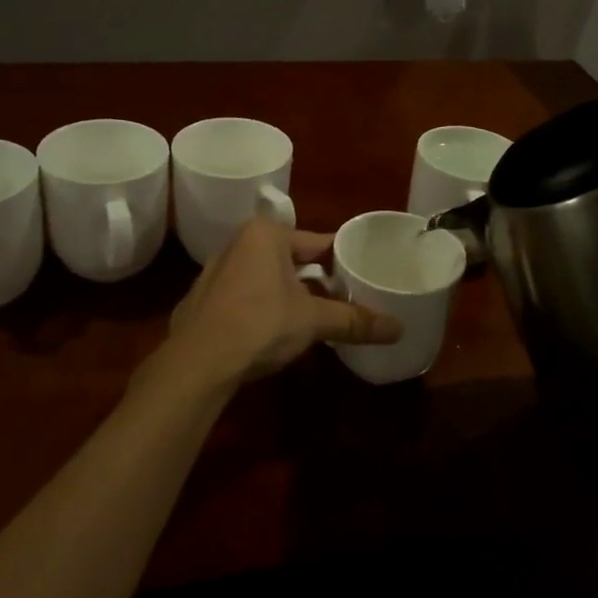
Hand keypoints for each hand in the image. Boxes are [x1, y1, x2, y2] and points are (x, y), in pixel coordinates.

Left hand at [164, 216, 401, 386]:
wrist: (198, 363)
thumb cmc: (260, 323)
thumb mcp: (313, 320)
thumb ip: (354, 320)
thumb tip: (399, 329)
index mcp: (265, 235)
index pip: (316, 241)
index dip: (341, 258)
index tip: (362, 272)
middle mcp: (236, 244)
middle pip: (290, 259)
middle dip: (315, 278)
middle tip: (345, 297)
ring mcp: (214, 273)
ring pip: (265, 278)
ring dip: (288, 294)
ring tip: (315, 315)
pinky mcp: (202, 301)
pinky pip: (244, 297)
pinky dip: (262, 308)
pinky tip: (274, 331)